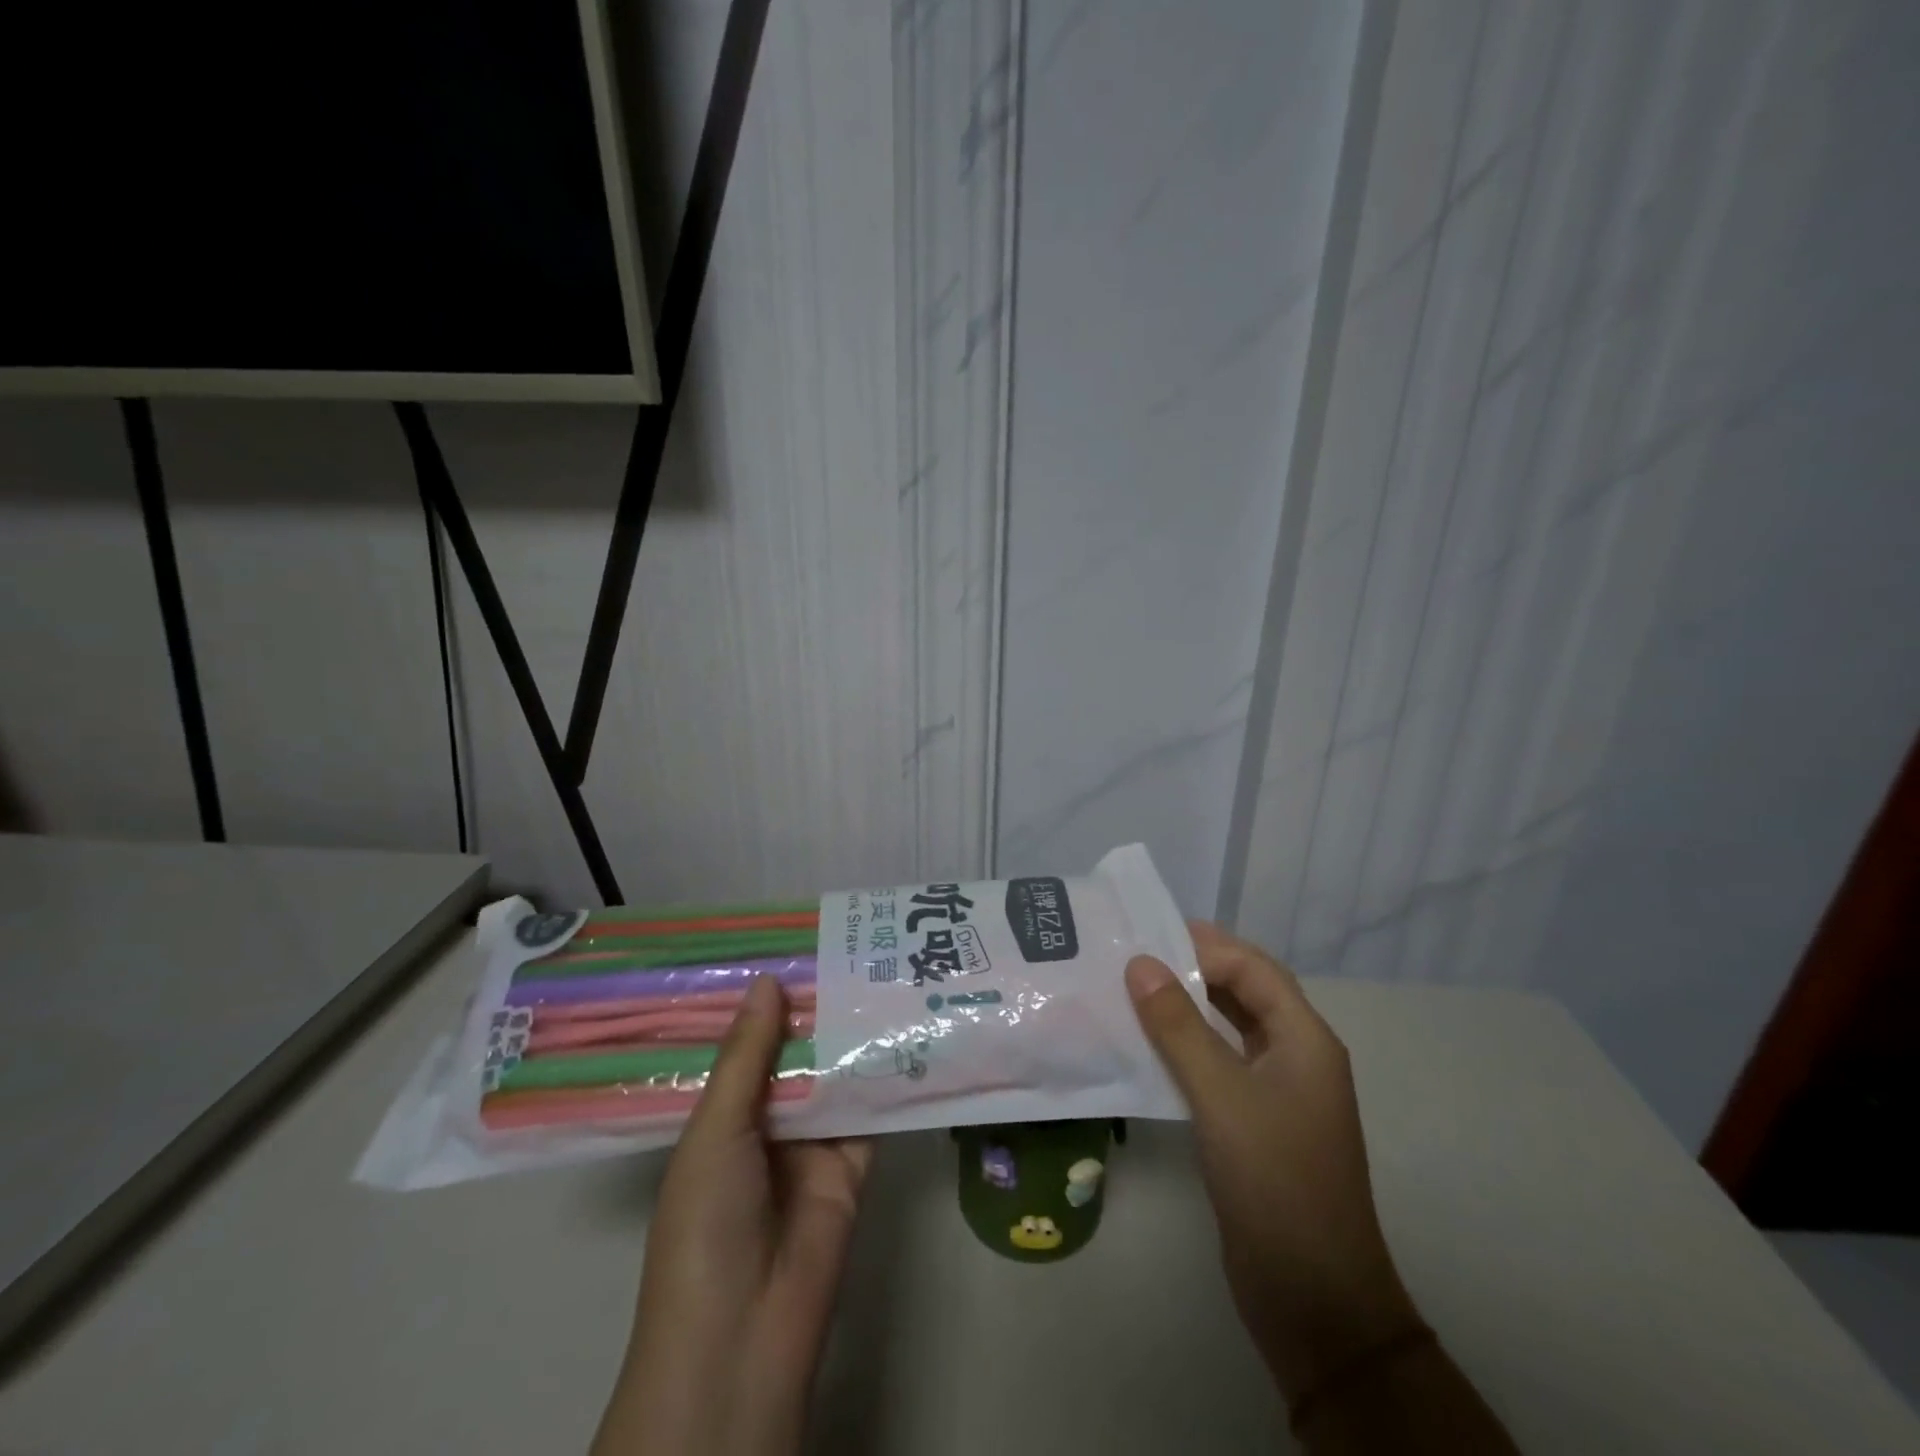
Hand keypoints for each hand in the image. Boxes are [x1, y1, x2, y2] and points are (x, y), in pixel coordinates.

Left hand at [593, 975, 872, 1455]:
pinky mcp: (855, 1163)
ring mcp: (813, 1143)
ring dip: (855, 1036)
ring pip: (836, 1076)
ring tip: (885, 974)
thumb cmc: (706, 1224)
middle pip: (798, 1054)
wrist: (746, 1334)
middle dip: (820, 1010)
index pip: (749, 1043)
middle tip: (854, 949)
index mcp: (723, 1114)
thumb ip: (748, 1056)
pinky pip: (872, 1111)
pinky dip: (886, 1076)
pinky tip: (909, 1030)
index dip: (769, 1000)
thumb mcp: (715, 1131)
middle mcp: (768, 1121)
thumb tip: (768, 980)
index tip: (798, 947)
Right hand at [1125, 922, 1421, 1403]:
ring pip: (1230, 1029)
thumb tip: (1140, 963)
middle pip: (1245, 993)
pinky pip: (1219, 1065)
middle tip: (1133, 955)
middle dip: (1193, 969)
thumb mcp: (1221, 1095)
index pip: (1254, 968)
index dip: (1204, 946)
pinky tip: (1147, 1046)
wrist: (1313, 1298)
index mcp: (1305, 1040)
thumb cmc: (1274, 1181)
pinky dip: (1186, 1047)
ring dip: (1187, 1008)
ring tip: (1131, 990)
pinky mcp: (1255, 1123)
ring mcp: (1278, 1093)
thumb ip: (1179, 1026)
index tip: (1147, 935)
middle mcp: (1296, 1056)